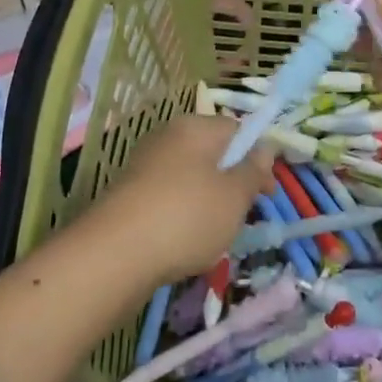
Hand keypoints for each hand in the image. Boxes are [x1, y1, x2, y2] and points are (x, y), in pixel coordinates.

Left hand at [84, 115, 273, 283]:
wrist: (114, 254)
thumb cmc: (187, 217)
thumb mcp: (234, 196)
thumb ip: (253, 170)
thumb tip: (265, 148)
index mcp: (195, 127)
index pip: (237, 130)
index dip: (258, 158)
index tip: (266, 192)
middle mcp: (167, 137)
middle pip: (213, 154)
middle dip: (232, 183)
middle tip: (242, 217)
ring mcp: (144, 165)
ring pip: (191, 179)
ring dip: (208, 203)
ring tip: (213, 236)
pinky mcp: (129, 194)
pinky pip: (168, 198)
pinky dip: (181, 216)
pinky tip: (183, 242)